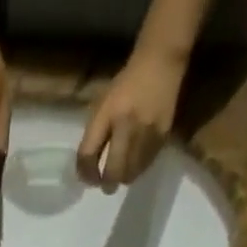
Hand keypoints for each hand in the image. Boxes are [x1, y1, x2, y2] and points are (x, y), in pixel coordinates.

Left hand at [76, 52, 183, 190]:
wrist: (161, 62)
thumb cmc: (125, 85)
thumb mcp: (103, 104)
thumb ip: (94, 135)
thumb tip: (88, 169)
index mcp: (107, 114)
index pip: (88, 154)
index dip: (86, 173)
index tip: (88, 179)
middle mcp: (126, 126)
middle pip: (112, 172)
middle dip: (106, 183)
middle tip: (105, 184)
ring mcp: (146, 133)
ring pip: (129, 174)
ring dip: (122, 178)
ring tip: (120, 172)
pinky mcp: (161, 137)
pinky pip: (145, 166)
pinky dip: (136, 169)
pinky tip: (134, 162)